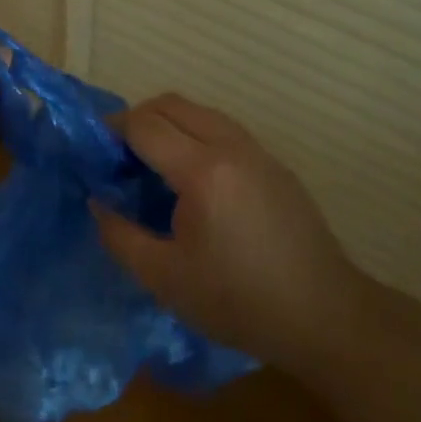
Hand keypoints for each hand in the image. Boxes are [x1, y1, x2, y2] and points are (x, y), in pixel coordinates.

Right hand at [92, 93, 364, 379]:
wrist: (325, 316)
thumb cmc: (239, 302)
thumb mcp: (165, 279)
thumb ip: (120, 236)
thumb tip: (97, 202)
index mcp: (202, 171)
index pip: (144, 125)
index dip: (113, 131)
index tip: (95, 152)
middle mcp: (231, 146)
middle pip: (172, 104)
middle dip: (138, 119)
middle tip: (120, 156)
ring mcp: (258, 151)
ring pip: (200, 112)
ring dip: (169, 124)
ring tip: (154, 165)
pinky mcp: (274, 164)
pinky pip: (223, 130)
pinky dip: (196, 135)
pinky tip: (193, 179)